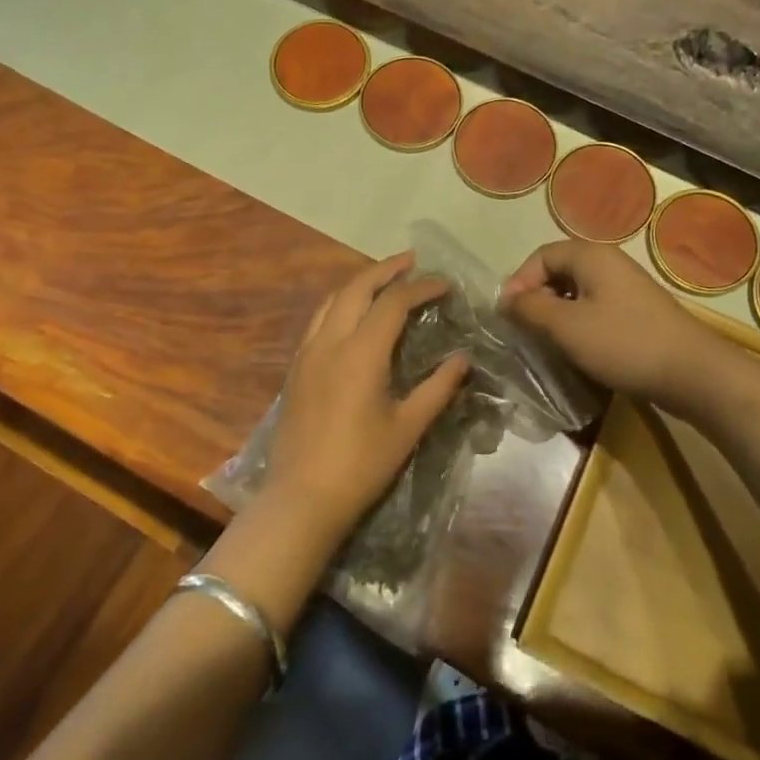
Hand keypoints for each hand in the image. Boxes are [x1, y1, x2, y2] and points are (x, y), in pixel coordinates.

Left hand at [263, 252, 469, 549]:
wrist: (301, 498)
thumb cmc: (361, 464)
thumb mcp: (408, 427)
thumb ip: (437, 388)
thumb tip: (462, 358)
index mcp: (361, 352)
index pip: (394, 302)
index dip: (421, 287)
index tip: (446, 284)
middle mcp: (331, 341)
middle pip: (357, 288)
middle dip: (386, 270)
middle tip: (412, 261)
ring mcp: (308, 353)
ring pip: (332, 299)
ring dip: (359, 282)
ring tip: (383, 279)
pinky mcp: (296, 368)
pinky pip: (319, 319)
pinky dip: (340, 303)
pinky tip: (352, 314)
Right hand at [501, 240, 733, 415]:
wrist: (693, 373)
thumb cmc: (624, 343)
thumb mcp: (567, 327)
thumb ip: (531, 309)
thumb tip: (505, 300)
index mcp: (591, 256)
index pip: (541, 256)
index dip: (519, 282)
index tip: (508, 316)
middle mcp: (609, 263)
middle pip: (559, 271)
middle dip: (536, 298)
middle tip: (524, 330)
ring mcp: (626, 287)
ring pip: (577, 293)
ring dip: (557, 314)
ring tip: (546, 343)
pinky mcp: (637, 312)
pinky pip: (596, 309)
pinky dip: (579, 324)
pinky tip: (577, 350)